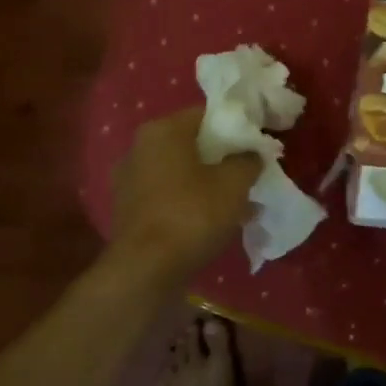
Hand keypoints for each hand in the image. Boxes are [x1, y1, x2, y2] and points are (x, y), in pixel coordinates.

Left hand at [108, 109, 260, 285]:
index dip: (237, 128)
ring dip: (208, 183)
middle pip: (193, 144)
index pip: (207, 115)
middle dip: (223, 159)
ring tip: (237, 204)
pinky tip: (212, 222)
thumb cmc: (192, 215)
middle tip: (249, 176)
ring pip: (181, 172)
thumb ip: (248, 160)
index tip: (257, 146)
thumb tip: (252, 153)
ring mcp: (130, 179)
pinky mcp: (129, 209)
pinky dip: (190, 202)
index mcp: (162, 130)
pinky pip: (168, 195)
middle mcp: (140, 147)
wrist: (146, 269)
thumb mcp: (234, 184)